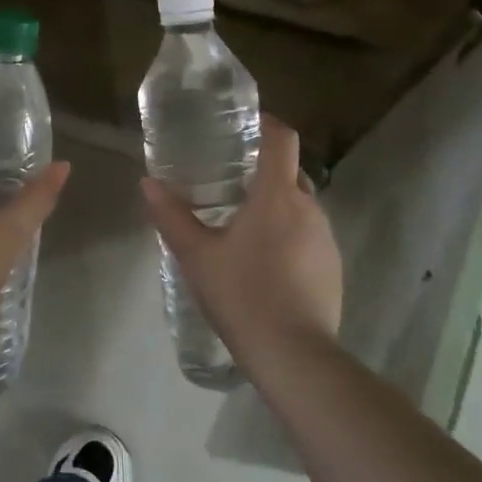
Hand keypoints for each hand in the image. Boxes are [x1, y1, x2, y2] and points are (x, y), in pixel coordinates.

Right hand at [141, 115, 342, 369]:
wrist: (295, 357)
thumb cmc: (243, 295)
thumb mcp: (197, 256)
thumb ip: (171, 216)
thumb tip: (147, 183)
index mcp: (277, 195)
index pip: (282, 139)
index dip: (266, 124)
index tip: (244, 125)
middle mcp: (309, 208)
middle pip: (290, 170)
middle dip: (264, 167)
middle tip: (230, 177)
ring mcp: (327, 238)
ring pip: (300, 205)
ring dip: (276, 204)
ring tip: (243, 221)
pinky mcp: (333, 267)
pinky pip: (309, 234)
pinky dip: (289, 233)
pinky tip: (265, 261)